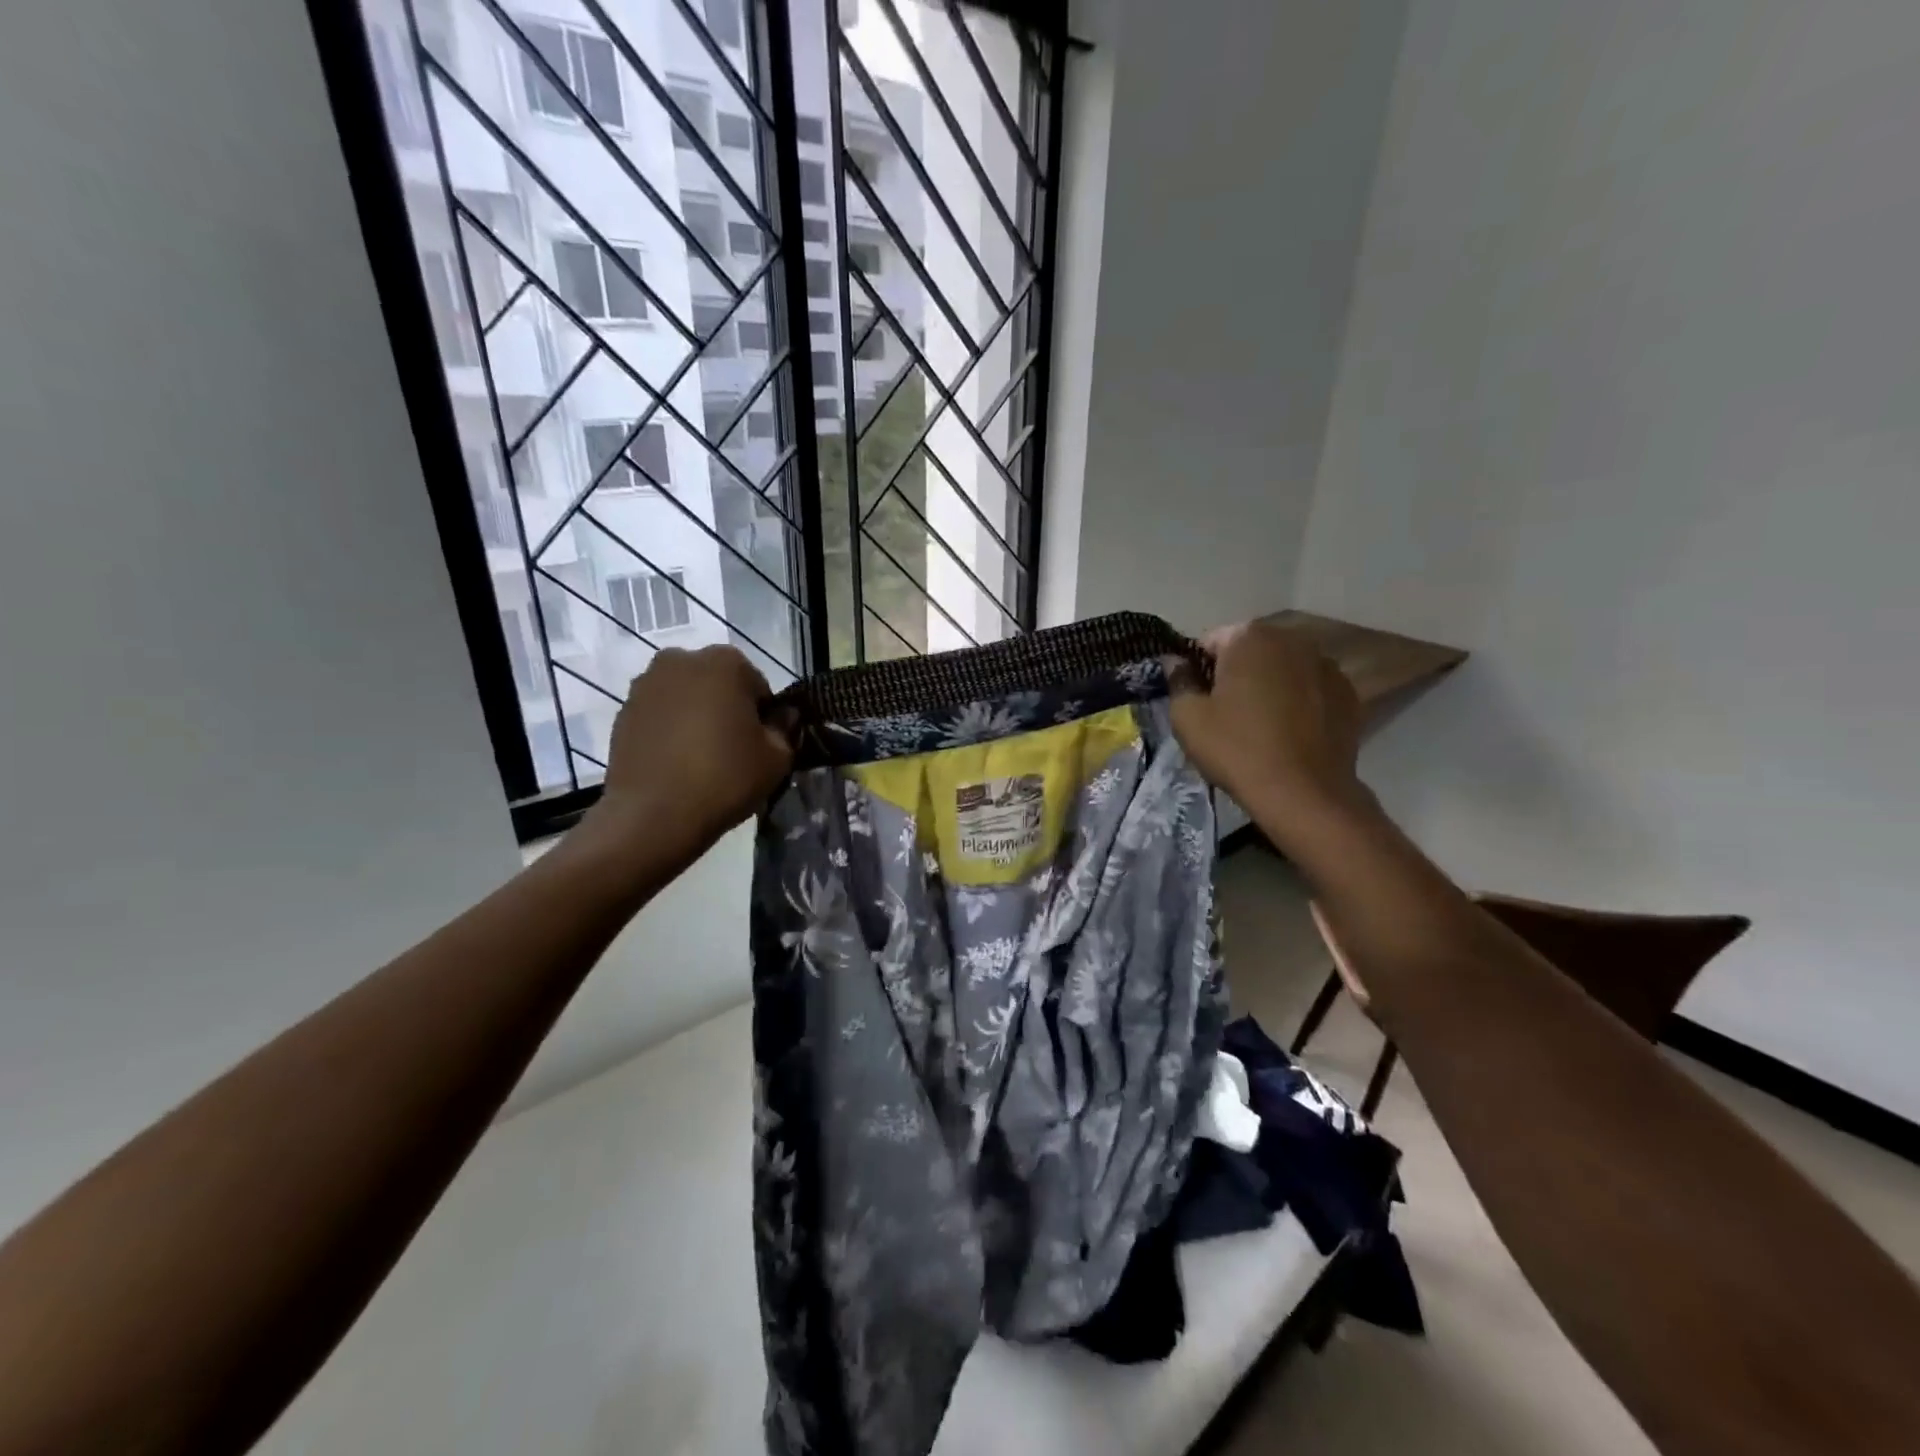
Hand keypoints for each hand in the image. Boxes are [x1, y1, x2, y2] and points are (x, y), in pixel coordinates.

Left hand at [586, 646, 793, 856]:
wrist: (653, 815)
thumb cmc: (725, 778)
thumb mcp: (777, 757)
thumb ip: (784, 727)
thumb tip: (782, 715)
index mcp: (725, 662)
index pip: (757, 685)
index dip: (763, 716)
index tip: (760, 744)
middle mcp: (681, 660)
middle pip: (718, 684)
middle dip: (727, 708)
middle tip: (732, 750)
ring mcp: (646, 684)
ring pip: (686, 697)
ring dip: (697, 717)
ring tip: (701, 758)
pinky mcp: (623, 712)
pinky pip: (660, 715)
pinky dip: (670, 730)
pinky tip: (676, 763)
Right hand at [1170, 620, 1365, 842]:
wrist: (1303, 793)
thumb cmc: (1237, 749)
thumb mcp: (1188, 718)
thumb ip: (1178, 681)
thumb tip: (1175, 662)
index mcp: (1249, 637)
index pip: (1210, 642)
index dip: (1198, 670)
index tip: (1197, 699)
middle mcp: (1292, 639)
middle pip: (1251, 650)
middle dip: (1237, 673)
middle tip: (1226, 713)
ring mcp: (1327, 665)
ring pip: (1283, 668)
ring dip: (1270, 685)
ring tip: (1261, 724)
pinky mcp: (1349, 694)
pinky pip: (1311, 689)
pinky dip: (1299, 701)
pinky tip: (1290, 732)